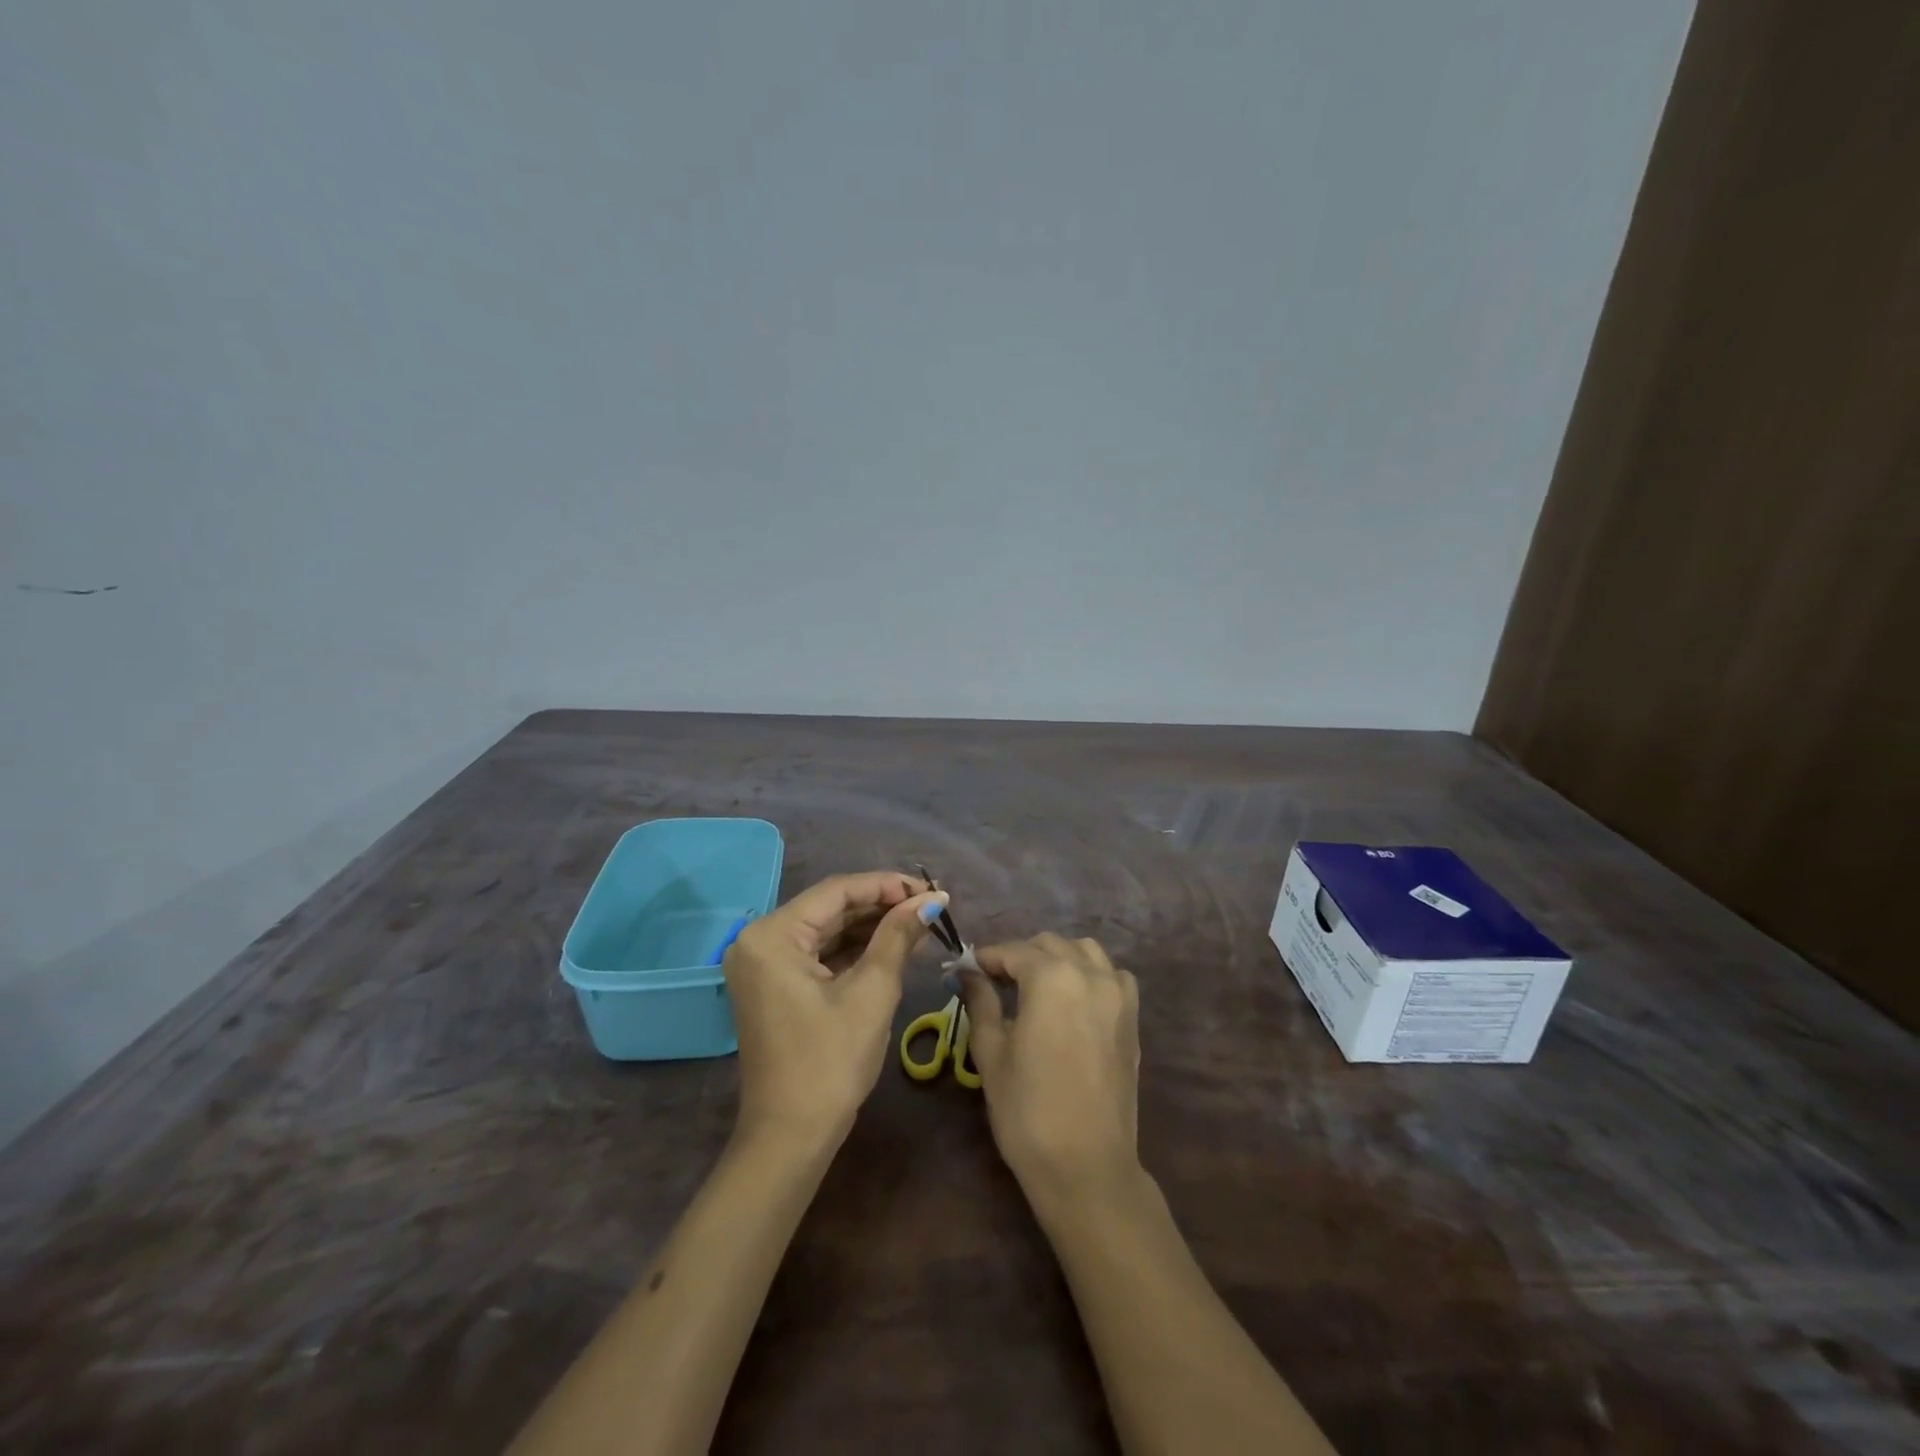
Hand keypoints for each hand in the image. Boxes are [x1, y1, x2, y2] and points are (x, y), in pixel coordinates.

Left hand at [723, 871, 944, 1146]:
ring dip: (872, 926)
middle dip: (882, 905)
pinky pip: (818, 953)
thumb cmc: (830, 1062)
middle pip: (830, 908)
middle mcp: (759, 940)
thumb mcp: (871, 992)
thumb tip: (932, 900)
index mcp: (772, 935)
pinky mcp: (774, 985)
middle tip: (931, 906)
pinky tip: (892, 945)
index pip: (837, 891)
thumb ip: (898, 936)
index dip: (887, 885)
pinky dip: (854, 949)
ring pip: (827, 930)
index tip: (932, 890)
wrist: (791, 1138)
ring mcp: (764, 964)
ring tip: (920, 922)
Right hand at [959, 934, 1141, 1200]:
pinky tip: (1075, 999)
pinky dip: (1092, 974)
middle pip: (1050, 944)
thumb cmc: (1028, 1109)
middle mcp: (1089, 973)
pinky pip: (1113, 976)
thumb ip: (981, 1002)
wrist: (1086, 1166)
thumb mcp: (991, 1053)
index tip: (967, 969)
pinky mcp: (1132, 1018)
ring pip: (1085, 951)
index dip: (987, 958)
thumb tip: (969, 973)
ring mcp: (1117, 994)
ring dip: (1058, 958)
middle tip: (995, 981)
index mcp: (1051, 977)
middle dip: (1020, 955)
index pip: (1013, 951)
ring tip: (1036, 985)